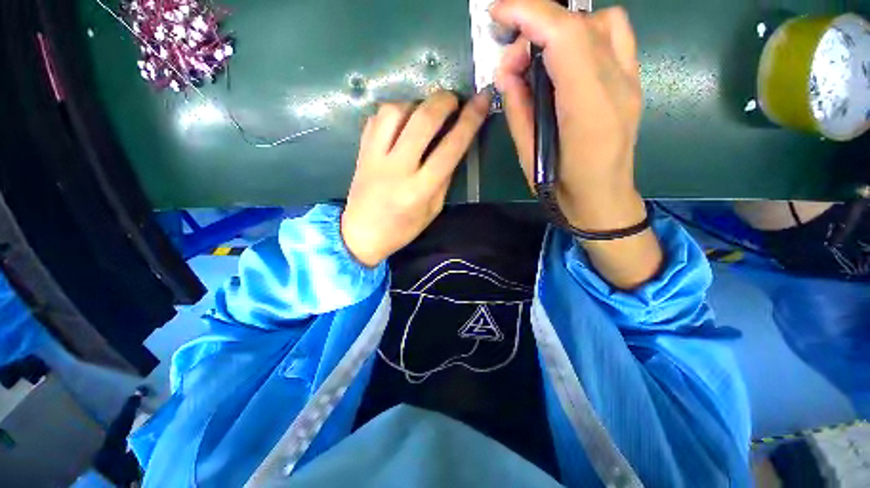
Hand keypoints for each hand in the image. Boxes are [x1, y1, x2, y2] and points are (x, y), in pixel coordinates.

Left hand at [341, 90, 490, 266]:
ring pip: (395, 111)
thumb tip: (454, 145)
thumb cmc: (402, 228)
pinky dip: (395, 112)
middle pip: (423, 121)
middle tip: (453, 100)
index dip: (469, 121)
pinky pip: (378, 118)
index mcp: (419, 189)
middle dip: (443, 101)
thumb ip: (444, 178)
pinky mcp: (361, 150)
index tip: (481, 100)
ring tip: (424, 112)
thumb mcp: (432, 210)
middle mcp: (397, 168)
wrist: (361, 233)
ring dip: (416, 103)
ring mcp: (375, 156)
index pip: (450, 148)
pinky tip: (402, 121)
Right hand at [491, 0, 645, 230]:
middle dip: (537, 26)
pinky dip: (586, 34)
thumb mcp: (528, 153)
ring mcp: (631, 80)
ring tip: (538, 60)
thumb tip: (506, 70)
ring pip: (601, 22)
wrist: (602, 199)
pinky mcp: (633, 81)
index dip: (529, 14)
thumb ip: (518, 107)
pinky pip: (615, 36)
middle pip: (580, 23)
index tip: (498, 13)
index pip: (563, 36)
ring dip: (563, 29)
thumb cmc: (560, 187)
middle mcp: (617, 84)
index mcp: (587, 108)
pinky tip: (566, 59)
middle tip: (511, 60)